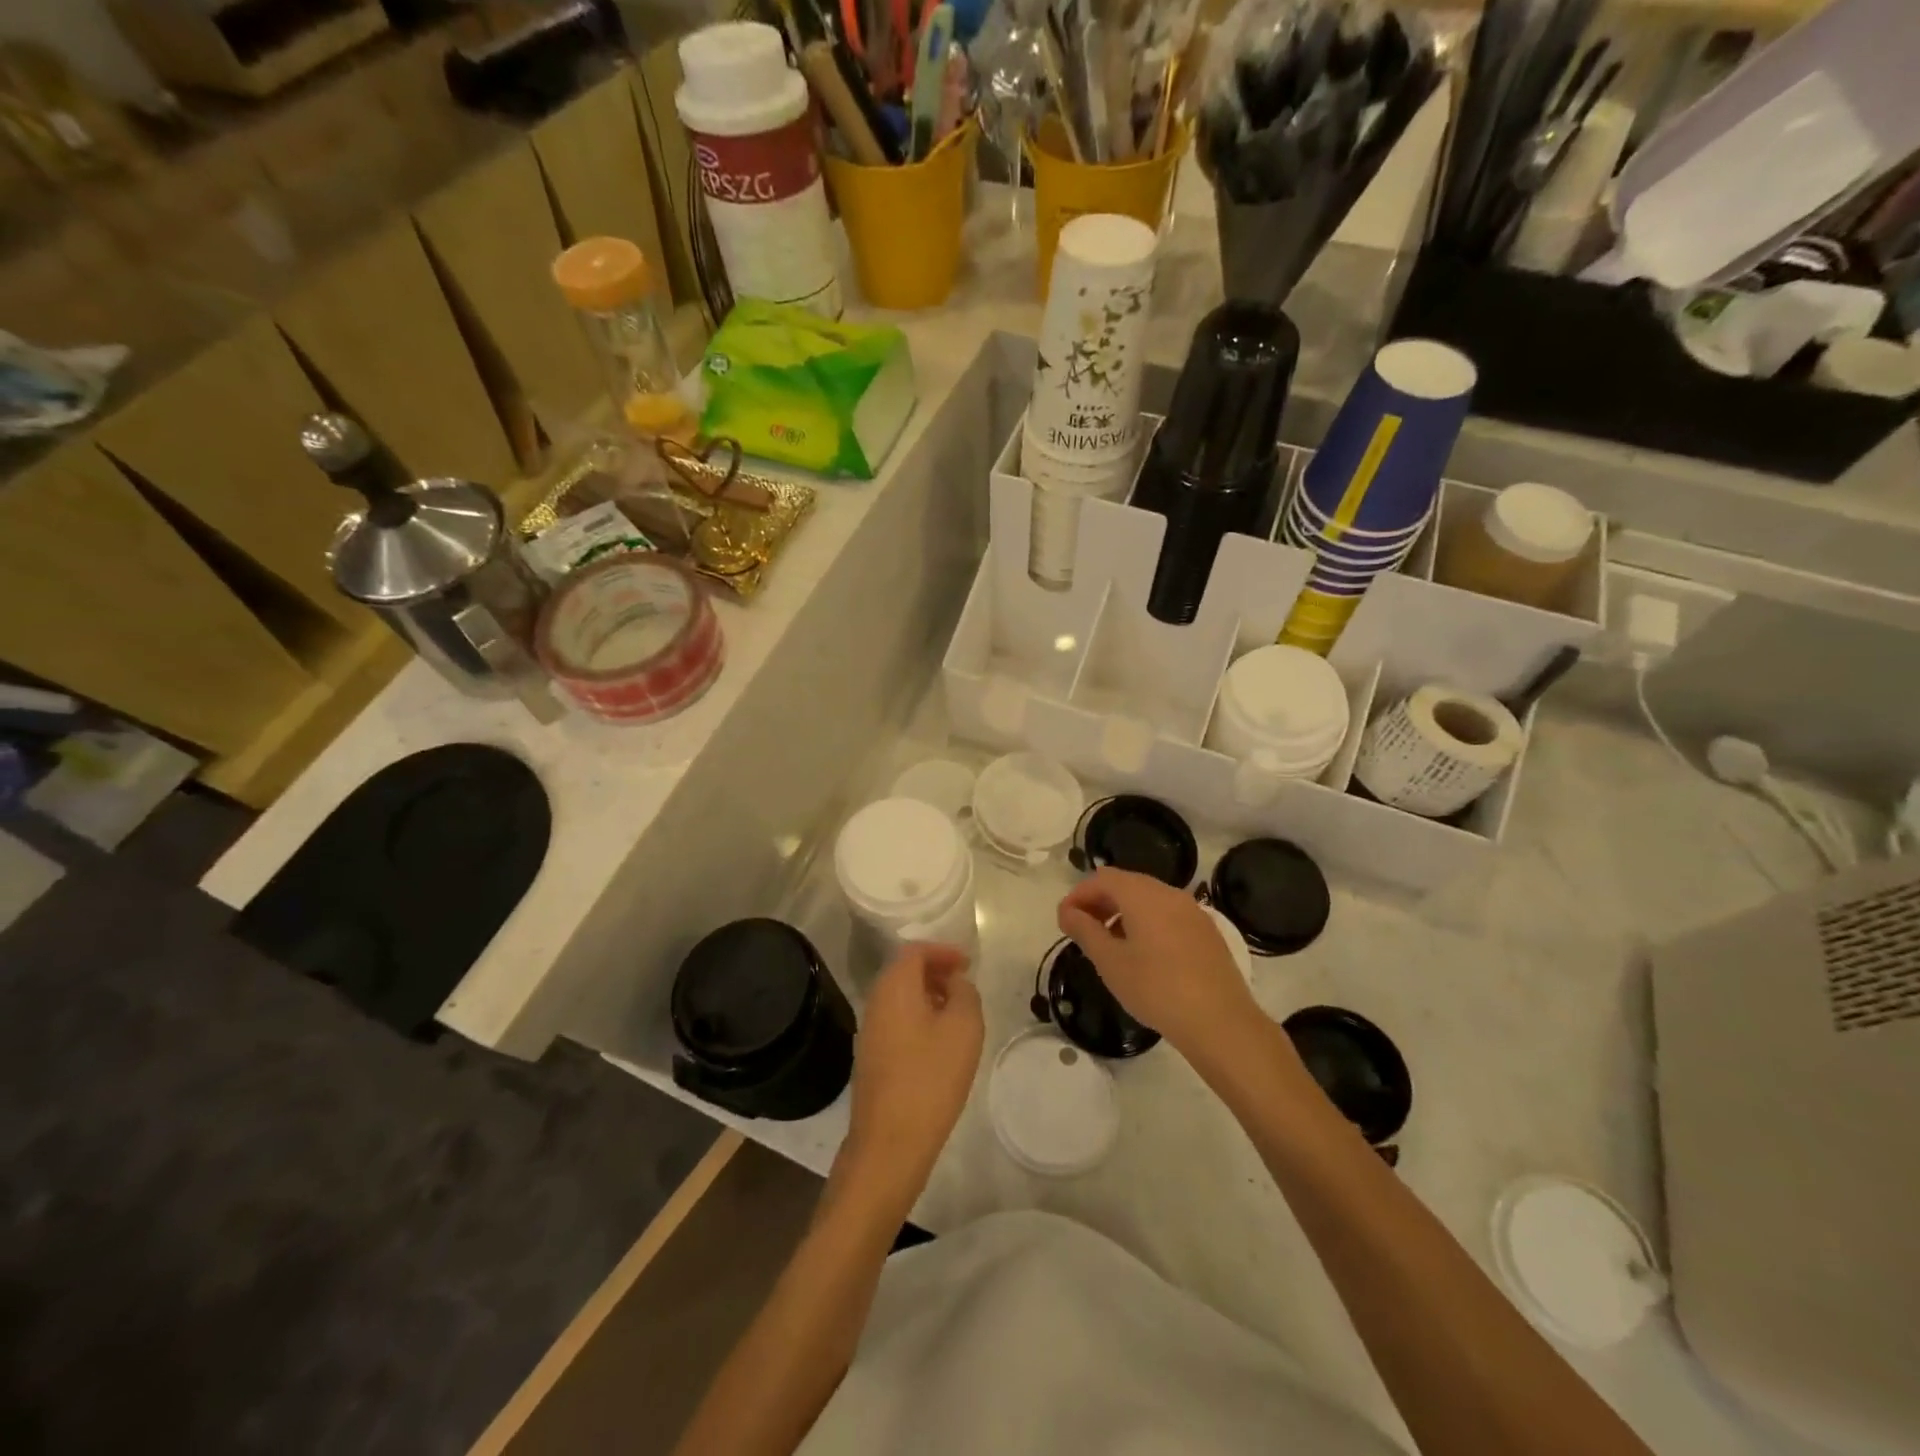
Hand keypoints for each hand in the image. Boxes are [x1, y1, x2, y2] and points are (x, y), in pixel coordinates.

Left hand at [841, 943, 983, 1214]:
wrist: (890, 1142)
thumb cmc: (931, 1077)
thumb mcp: (964, 1028)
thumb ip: (965, 993)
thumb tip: (956, 982)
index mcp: (894, 986)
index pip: (915, 951)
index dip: (943, 951)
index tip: (968, 964)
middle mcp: (876, 1001)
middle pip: (904, 972)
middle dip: (935, 972)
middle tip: (964, 985)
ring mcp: (869, 1031)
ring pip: (900, 998)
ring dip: (927, 997)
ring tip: (957, 1014)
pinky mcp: (871, 1058)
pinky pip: (896, 1021)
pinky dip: (918, 1018)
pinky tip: (939, 1044)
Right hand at [1058, 869, 1258, 1062]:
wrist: (1220, 1021)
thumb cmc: (1156, 989)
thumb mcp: (1110, 962)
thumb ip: (1085, 931)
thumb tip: (1068, 912)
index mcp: (1143, 895)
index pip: (1103, 878)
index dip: (1079, 894)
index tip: (1064, 920)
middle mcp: (1169, 893)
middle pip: (1127, 884)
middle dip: (1100, 901)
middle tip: (1082, 930)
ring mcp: (1192, 911)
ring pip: (1149, 899)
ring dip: (1123, 912)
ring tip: (1110, 944)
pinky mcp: (1206, 931)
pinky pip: (1168, 914)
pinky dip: (1147, 922)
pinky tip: (1143, 954)